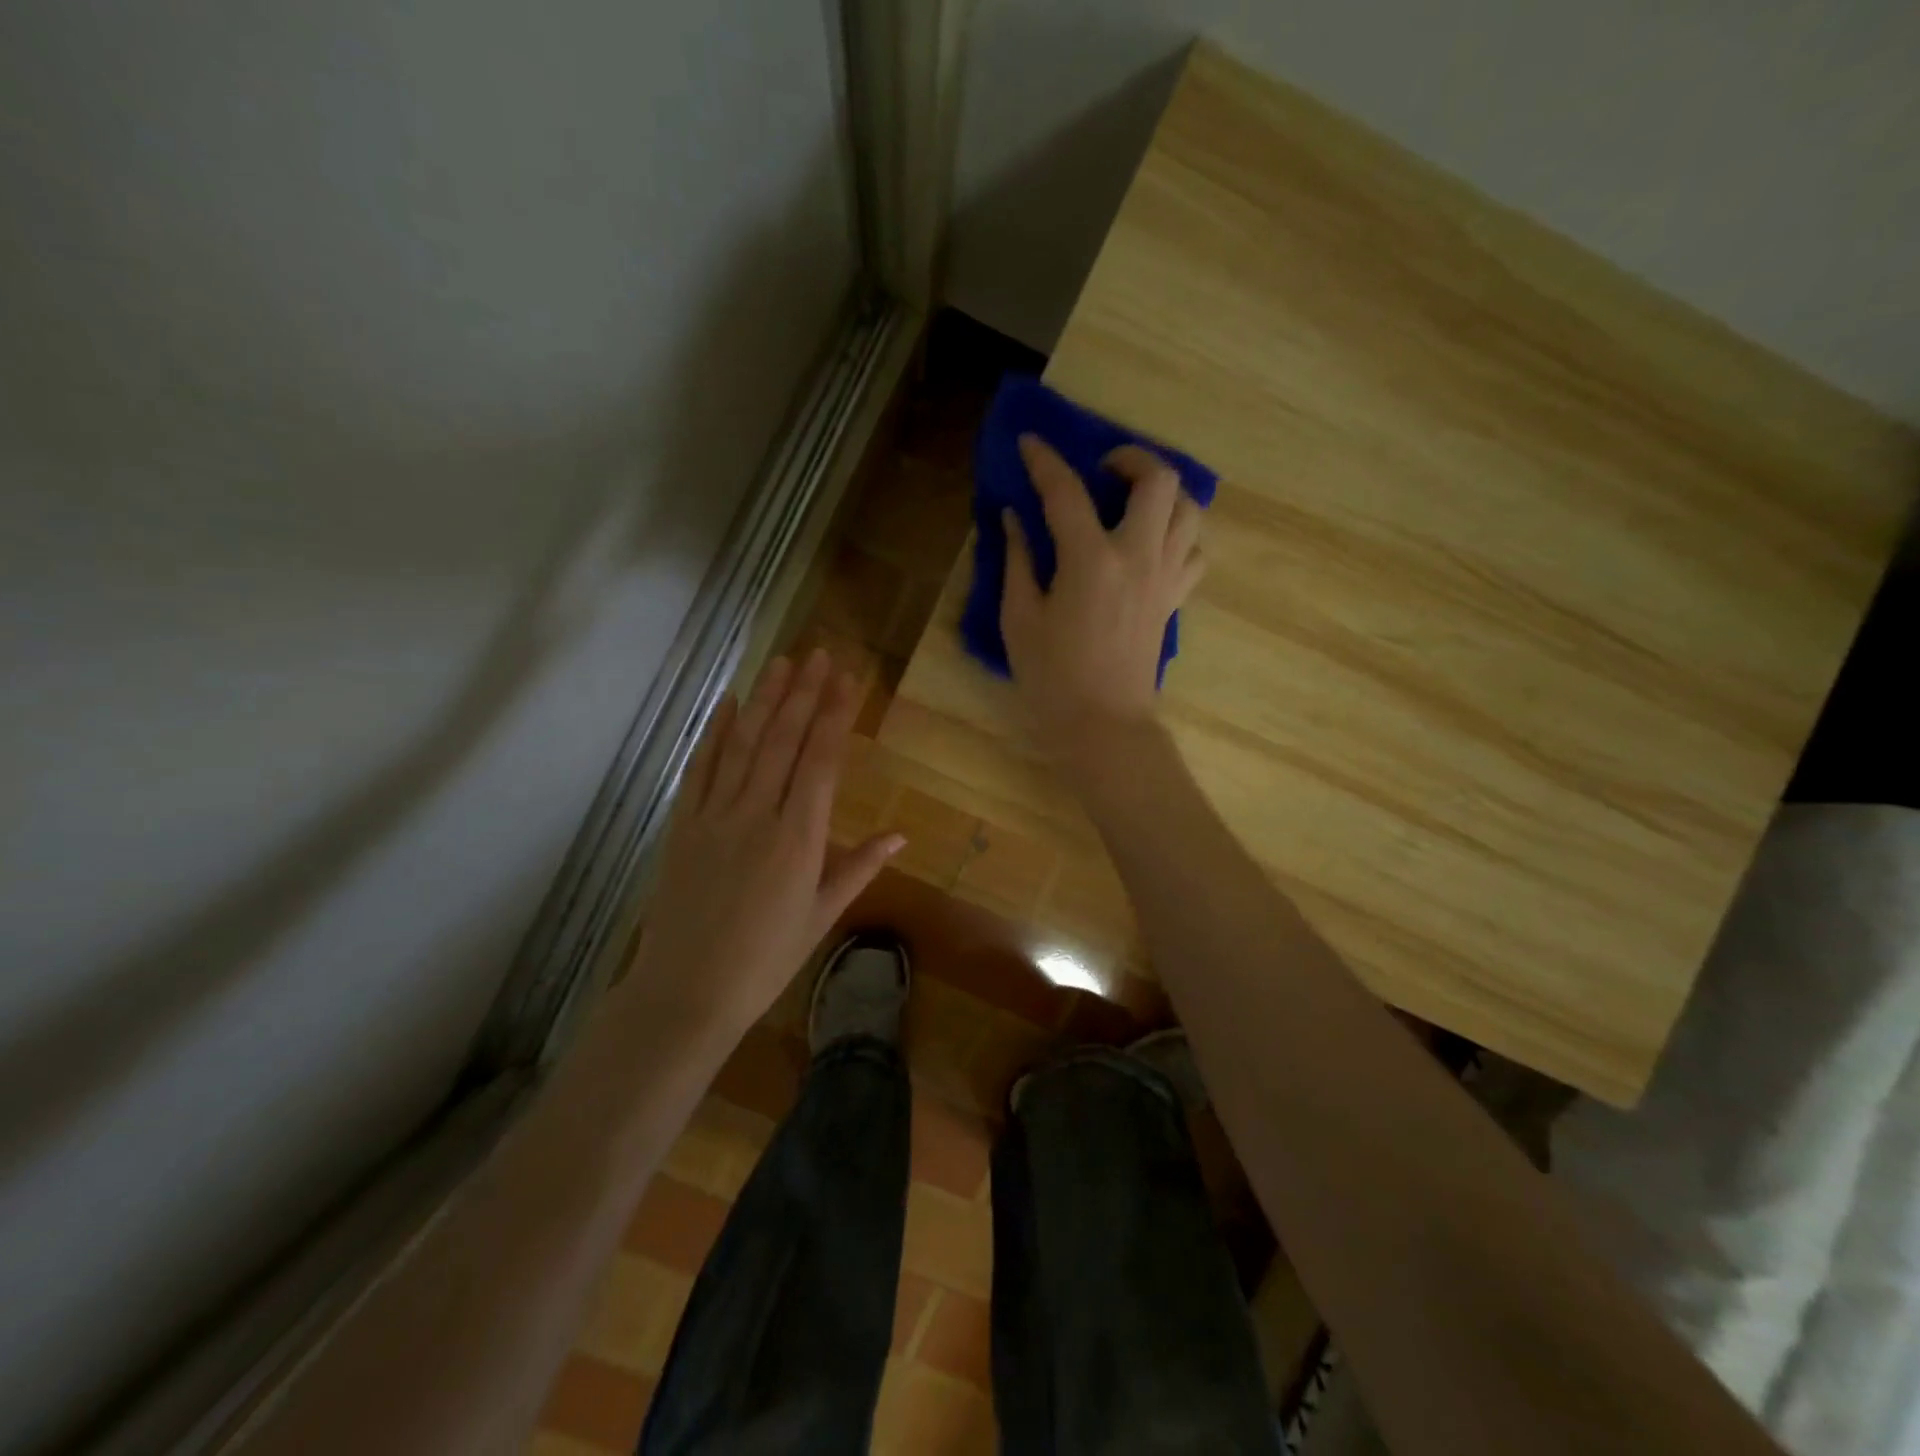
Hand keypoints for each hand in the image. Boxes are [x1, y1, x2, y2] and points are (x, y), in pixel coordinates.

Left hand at [628, 649, 903, 1035]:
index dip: (836, 716)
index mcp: (799, 838)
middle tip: (820, 654)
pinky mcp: (683, 825)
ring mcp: (715, 816)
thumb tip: (900, 835)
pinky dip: (715, 732)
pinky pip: (700, 769)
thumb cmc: (766, 959)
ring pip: (743, 745)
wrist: (687, 991)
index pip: (822, 761)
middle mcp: (757, 815)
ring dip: (765, 699)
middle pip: (783, 741)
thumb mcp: (821, 917)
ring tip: (783, 662)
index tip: (848, 680)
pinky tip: (729, 702)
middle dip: (805, 694)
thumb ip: (859, 868)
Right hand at [1000, 434, 1205, 761]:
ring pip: (1188, 509)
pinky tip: (1152, 543)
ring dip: (1162, 492)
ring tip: (1131, 501)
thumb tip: (1015, 518)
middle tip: (1102, 469)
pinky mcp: (1174, 599)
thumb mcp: (1019, 619)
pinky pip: (1194, 549)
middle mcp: (1138, 556)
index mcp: (1091, 560)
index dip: (1044, 460)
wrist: (1103, 726)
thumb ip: (1018, 560)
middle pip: (1158, 479)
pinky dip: (1178, 533)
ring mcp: (1164, 577)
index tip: (1029, 443)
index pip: (1067, 491)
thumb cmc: (1052, 678)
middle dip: (1131, 457)